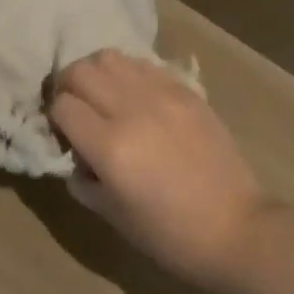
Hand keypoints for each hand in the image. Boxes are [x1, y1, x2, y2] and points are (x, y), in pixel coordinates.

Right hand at [49, 50, 265, 288]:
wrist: (238, 229)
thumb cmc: (171, 235)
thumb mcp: (114, 216)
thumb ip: (83, 180)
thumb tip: (72, 154)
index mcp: (111, 147)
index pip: (62, 106)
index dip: (55, 118)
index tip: (62, 133)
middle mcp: (132, 109)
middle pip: (80, 71)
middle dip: (67, 86)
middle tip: (74, 107)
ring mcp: (161, 94)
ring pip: (108, 57)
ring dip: (95, 72)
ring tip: (101, 94)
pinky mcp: (184, 89)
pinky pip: (142, 64)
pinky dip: (127, 73)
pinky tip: (133, 95)